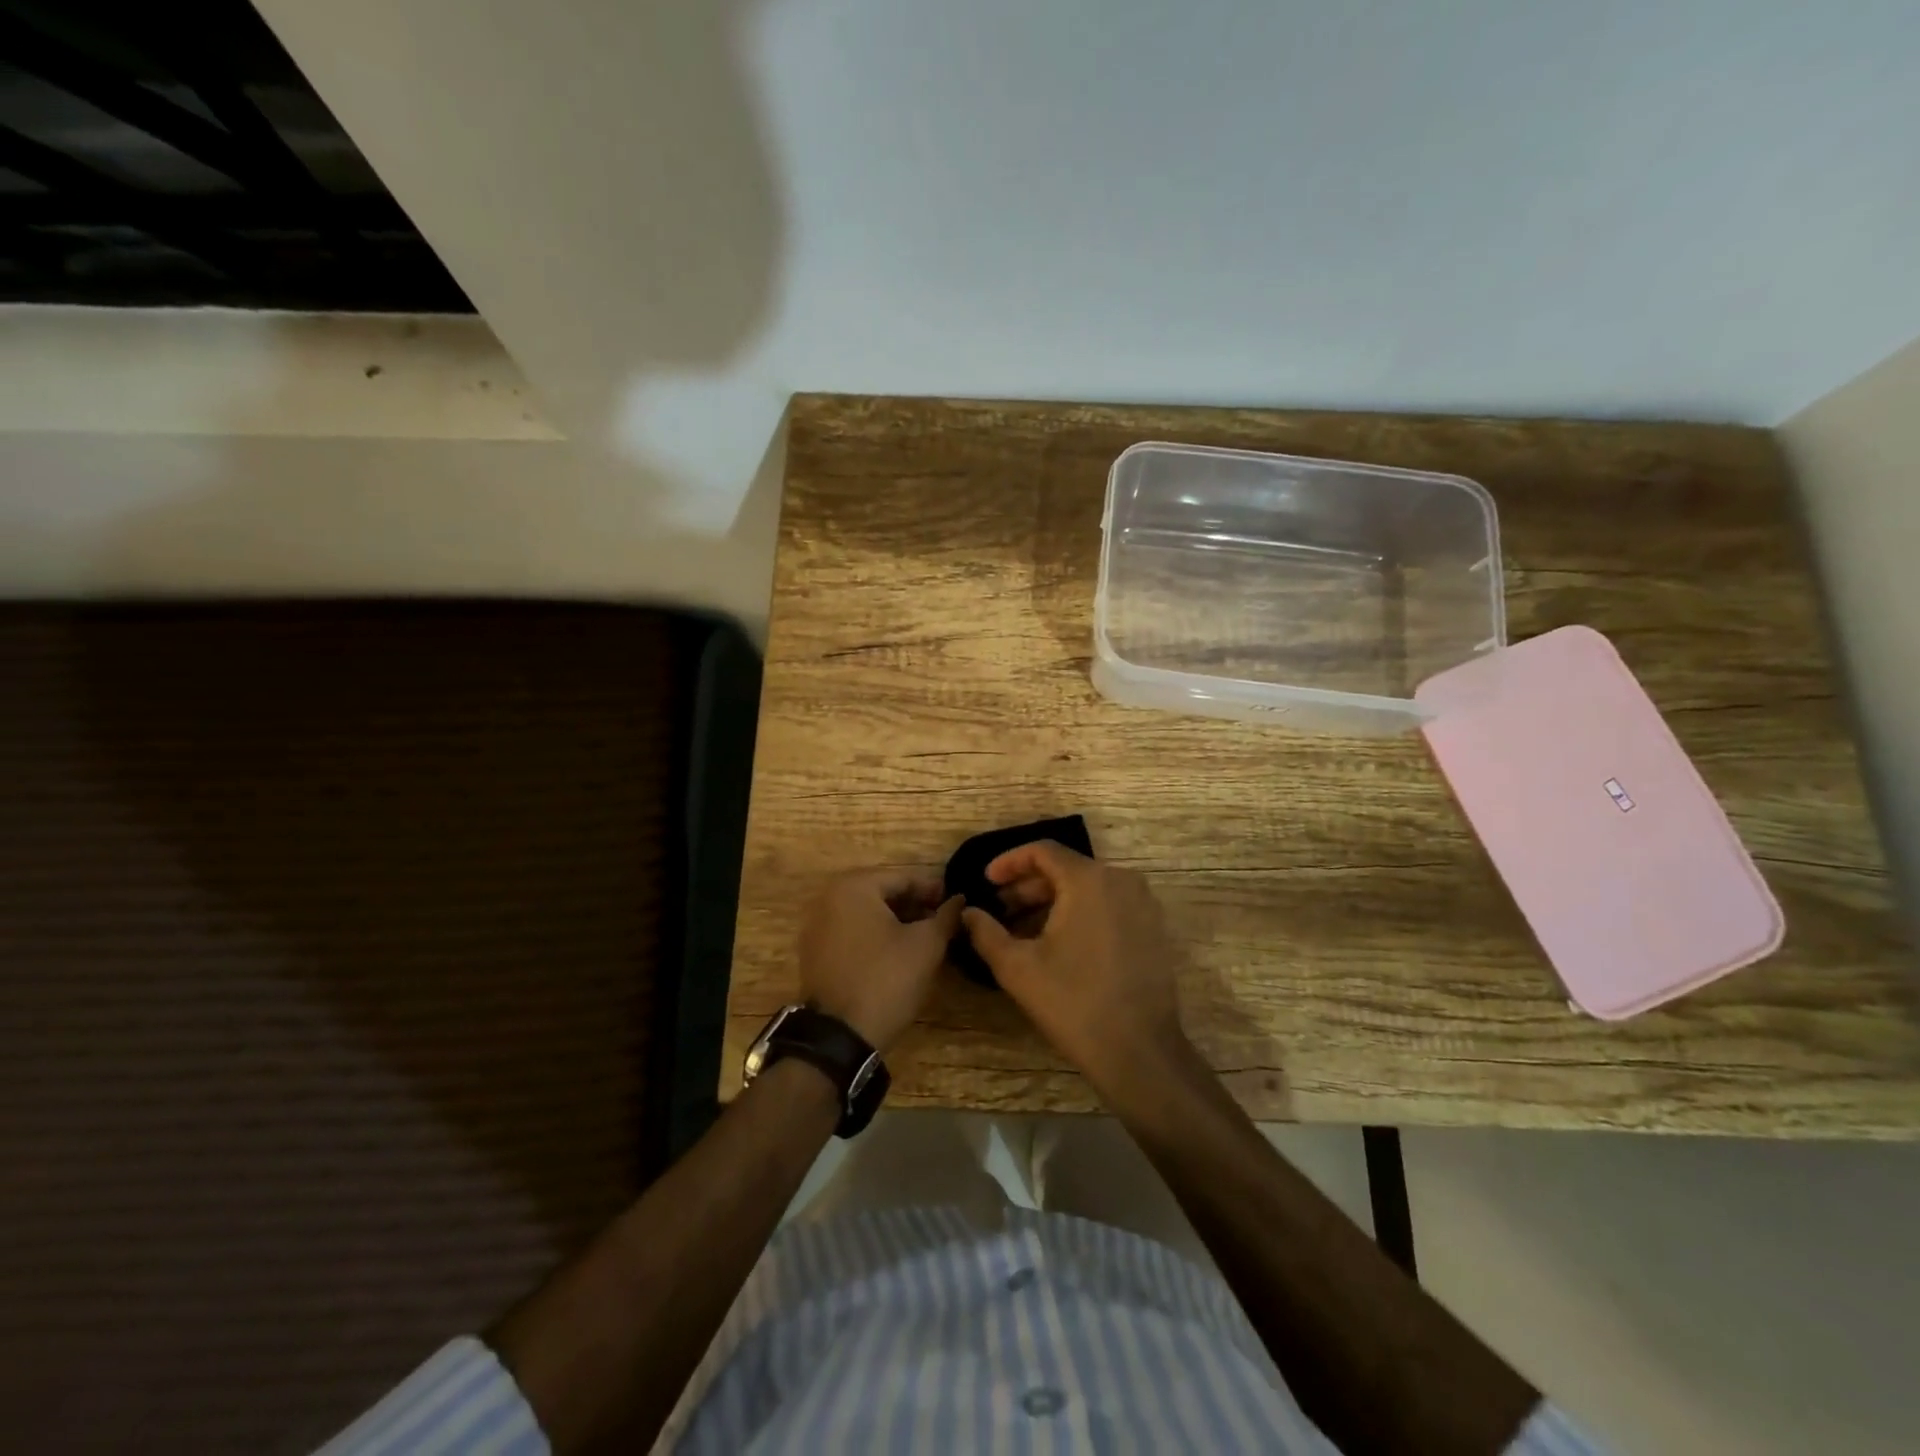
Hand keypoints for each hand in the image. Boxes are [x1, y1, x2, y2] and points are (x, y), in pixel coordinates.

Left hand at [798, 870, 962, 1052]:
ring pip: (867, 914)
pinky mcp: (814, 952)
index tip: (958, 904)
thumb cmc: (886, 979)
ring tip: (926, 937)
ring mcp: (816, 926)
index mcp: (853, 886)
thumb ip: (945, 916)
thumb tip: (959, 900)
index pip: (904, 878)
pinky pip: (852, 932)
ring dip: (896, 921)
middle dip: (915, 906)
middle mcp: (828, 898)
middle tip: (944, 921)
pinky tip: (898, 952)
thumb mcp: (926, 945)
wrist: (840, 1037)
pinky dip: (875, 936)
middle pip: (883, 893)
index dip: (934, 891)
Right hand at [961, 843, 1186, 1091]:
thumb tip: (967, 913)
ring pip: (1088, 888)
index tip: (986, 881)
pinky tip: (1059, 942)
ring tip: (1023, 929)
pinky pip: (1109, 905)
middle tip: (1000, 909)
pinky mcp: (1153, 928)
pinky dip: (1080, 913)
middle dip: (1028, 886)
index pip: (1043, 851)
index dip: (1009, 862)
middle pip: (1066, 868)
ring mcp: (1143, 904)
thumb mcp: (1017, 967)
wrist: (1139, 1051)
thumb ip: (986, 932)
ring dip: (1053, 901)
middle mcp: (1121, 880)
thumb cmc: (1073, 1002)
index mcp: (1089, 880)